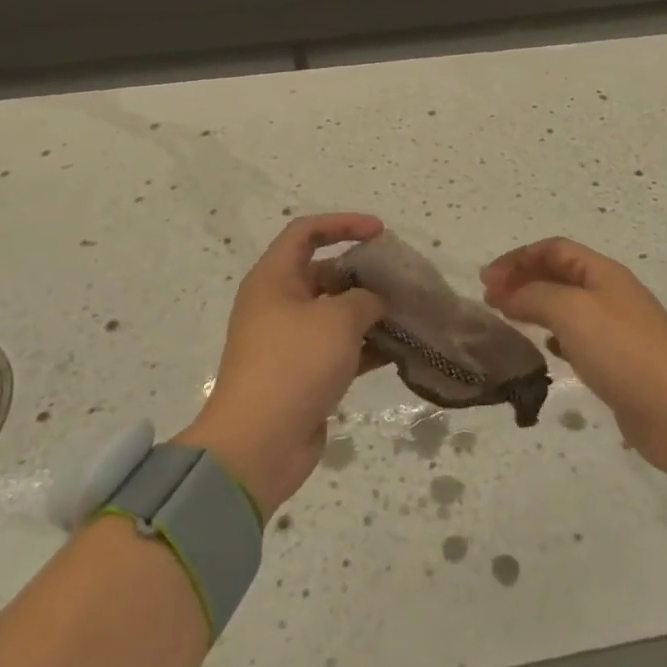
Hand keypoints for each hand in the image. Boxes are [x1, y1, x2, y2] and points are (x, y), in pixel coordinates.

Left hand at [176, 214, 387, 516]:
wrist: (259, 443)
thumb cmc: (294, 364)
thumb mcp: (337, 319)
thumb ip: (363, 299)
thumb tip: (373, 301)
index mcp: (274, 279)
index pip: (306, 232)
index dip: (343, 224)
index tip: (380, 232)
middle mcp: (278, 304)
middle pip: (324, 272)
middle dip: (362, 273)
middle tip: (400, 280)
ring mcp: (289, 341)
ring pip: (334, 313)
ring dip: (368, 312)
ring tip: (407, 312)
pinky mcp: (302, 374)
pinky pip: (338, 349)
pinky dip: (366, 346)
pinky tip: (399, 350)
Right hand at [481, 238, 666, 485]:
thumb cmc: (623, 352)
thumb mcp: (572, 312)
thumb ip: (534, 296)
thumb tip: (507, 293)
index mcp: (604, 273)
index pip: (553, 249)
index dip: (518, 258)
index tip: (486, 281)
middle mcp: (611, 294)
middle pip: (560, 274)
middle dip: (523, 280)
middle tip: (490, 300)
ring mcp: (617, 329)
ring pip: (567, 306)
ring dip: (535, 306)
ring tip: (508, 321)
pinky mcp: (619, 362)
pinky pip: (578, 337)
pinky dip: (555, 336)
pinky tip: (545, 349)